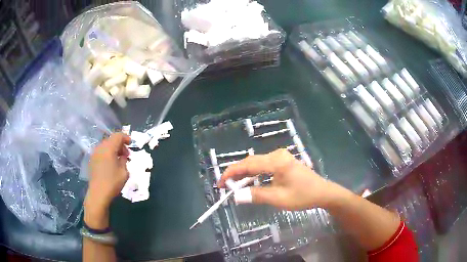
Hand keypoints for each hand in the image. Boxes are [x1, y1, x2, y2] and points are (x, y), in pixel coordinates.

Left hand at [84, 133, 129, 228]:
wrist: (98, 193)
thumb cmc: (112, 182)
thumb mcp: (124, 172)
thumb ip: (124, 160)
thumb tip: (123, 156)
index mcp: (109, 148)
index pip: (118, 136)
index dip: (126, 138)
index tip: (131, 144)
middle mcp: (100, 147)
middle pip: (111, 139)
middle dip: (120, 145)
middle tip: (126, 155)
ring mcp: (94, 153)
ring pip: (106, 145)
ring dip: (113, 149)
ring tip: (119, 160)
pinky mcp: (92, 160)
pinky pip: (101, 152)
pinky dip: (107, 154)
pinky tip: (110, 164)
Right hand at [218, 149, 343, 209]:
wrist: (323, 192)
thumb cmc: (303, 196)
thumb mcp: (279, 198)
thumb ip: (256, 195)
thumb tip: (235, 196)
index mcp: (276, 161)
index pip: (247, 164)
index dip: (231, 173)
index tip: (220, 184)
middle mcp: (277, 155)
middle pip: (250, 162)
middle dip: (236, 173)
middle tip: (224, 186)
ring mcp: (281, 157)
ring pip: (256, 163)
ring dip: (244, 174)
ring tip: (233, 185)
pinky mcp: (283, 161)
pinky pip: (263, 165)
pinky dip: (254, 174)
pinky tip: (249, 182)